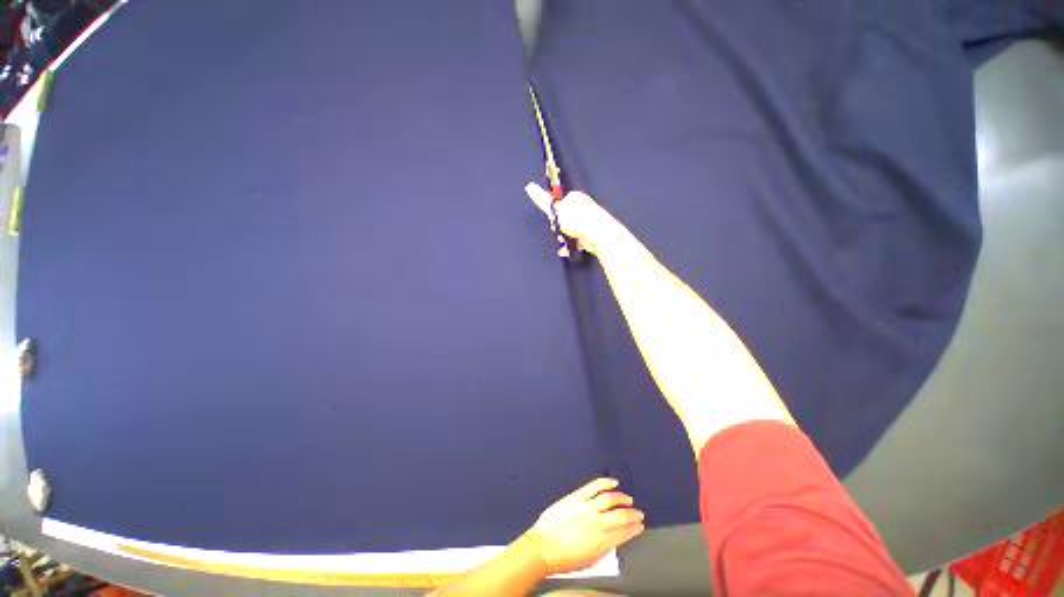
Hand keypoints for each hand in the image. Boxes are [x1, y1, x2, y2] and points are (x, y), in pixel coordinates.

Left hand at [522, 477, 644, 574]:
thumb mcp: (589, 560)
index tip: (640, 525)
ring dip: (621, 498)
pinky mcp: (575, 497)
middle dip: (632, 514)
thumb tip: (613, 538)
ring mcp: (585, 508)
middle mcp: (596, 523)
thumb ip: (603, 548)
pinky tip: (613, 482)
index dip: (634, 529)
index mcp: (600, 542)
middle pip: (619, 515)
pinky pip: (592, 487)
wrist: (542, 547)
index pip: (623, 533)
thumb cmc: (564, 559)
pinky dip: (604, 483)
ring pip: (608, 499)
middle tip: (639, 513)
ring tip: (628, 499)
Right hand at [524, 183, 615, 254]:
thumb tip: (529, 186)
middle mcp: (583, 206)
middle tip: (560, 233)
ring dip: (566, 238)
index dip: (554, 213)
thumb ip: (543, 200)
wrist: (598, 233)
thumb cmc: (578, 220)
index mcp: (575, 197)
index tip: (553, 221)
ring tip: (566, 243)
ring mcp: (589, 220)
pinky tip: (572, 247)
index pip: (560, 203)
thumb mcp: (557, 210)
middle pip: (565, 218)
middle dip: (560, 228)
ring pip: (572, 230)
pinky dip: (575, 244)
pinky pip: (579, 239)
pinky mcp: (592, 232)